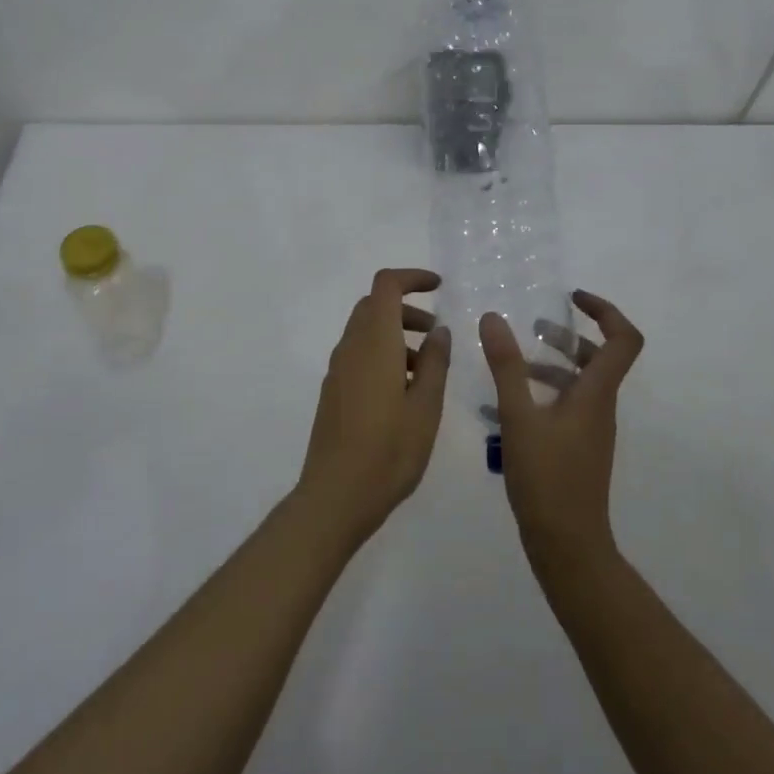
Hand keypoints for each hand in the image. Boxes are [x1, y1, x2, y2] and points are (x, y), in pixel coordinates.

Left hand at [296, 268, 449, 546]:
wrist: (335, 495)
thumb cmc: (388, 450)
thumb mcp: (426, 406)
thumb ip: (436, 362)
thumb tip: (439, 330)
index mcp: (374, 342)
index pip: (386, 286)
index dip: (412, 278)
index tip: (438, 287)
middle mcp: (351, 347)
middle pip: (375, 306)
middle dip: (407, 310)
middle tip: (437, 334)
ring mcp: (337, 369)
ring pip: (367, 331)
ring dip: (397, 335)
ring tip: (428, 370)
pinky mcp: (333, 391)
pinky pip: (359, 355)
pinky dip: (383, 354)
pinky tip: (404, 392)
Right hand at [480, 289, 643, 567]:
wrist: (568, 546)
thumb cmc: (547, 478)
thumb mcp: (518, 417)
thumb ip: (505, 366)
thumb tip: (493, 318)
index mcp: (596, 393)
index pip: (623, 339)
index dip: (605, 310)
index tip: (573, 298)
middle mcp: (601, 406)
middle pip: (600, 358)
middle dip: (570, 336)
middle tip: (534, 327)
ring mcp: (592, 430)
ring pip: (581, 382)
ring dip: (552, 364)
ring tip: (513, 362)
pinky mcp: (579, 448)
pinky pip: (567, 406)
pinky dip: (543, 393)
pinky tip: (506, 404)